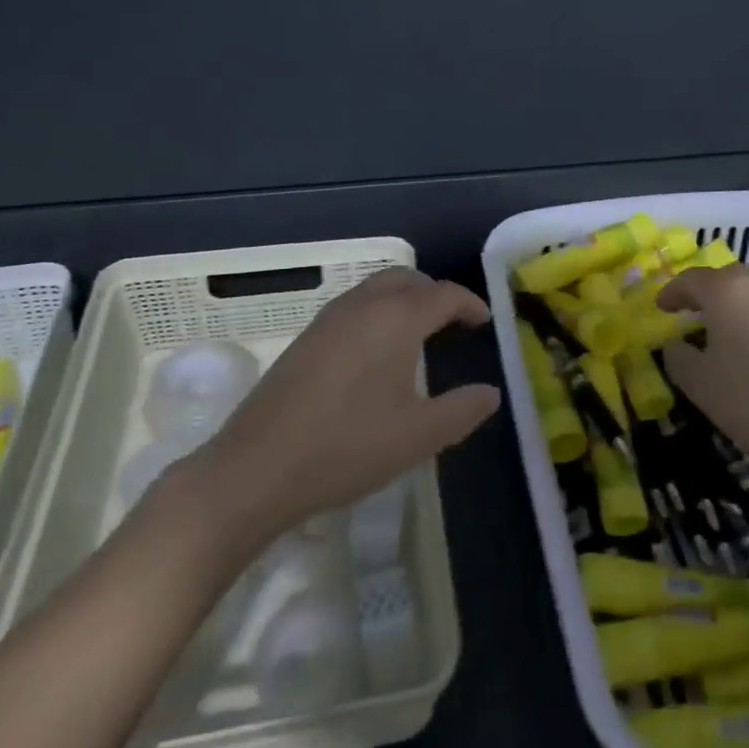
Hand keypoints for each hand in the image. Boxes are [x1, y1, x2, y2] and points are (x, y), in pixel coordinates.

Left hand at [158, 268, 500, 550]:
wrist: (257, 468)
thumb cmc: (348, 447)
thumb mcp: (418, 436)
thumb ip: (462, 410)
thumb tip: (491, 393)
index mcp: (397, 318)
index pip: (443, 294)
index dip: (469, 304)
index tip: (484, 321)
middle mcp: (363, 305)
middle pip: (408, 279)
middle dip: (435, 294)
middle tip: (453, 322)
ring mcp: (329, 317)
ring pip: (377, 288)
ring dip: (404, 299)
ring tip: (419, 334)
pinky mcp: (306, 336)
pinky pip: (354, 305)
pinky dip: (378, 311)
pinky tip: (376, 352)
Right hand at [655, 264, 748, 476]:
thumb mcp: (700, 383)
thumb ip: (677, 358)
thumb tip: (675, 344)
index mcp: (724, 290)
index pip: (689, 280)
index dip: (671, 293)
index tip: (660, 308)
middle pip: (721, 279)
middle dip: (701, 293)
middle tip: (686, 312)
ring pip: (747, 291)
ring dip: (727, 304)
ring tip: (715, 328)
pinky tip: (746, 343)